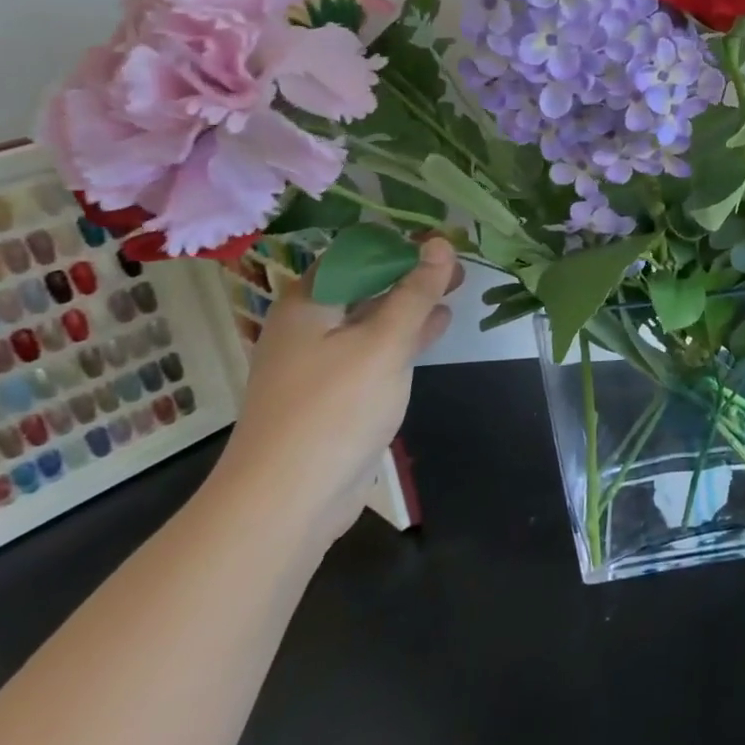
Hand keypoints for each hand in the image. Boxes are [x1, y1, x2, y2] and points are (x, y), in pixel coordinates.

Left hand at [210, 237, 462, 551]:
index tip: (442, 242)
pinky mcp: (335, 394)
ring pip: (372, 318)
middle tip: (458, 265)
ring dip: (412, 303)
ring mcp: (321, 362)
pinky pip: (374, 350)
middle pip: (364, 285)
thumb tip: (441, 243)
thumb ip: (416, 292)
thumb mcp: (384, 342)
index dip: (399, 245)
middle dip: (411, 272)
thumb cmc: (333, 409)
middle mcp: (308, 326)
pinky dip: (405, 335)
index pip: (355, 254)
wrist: (286, 502)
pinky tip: (437, 328)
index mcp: (307, 304)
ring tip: (455, 289)